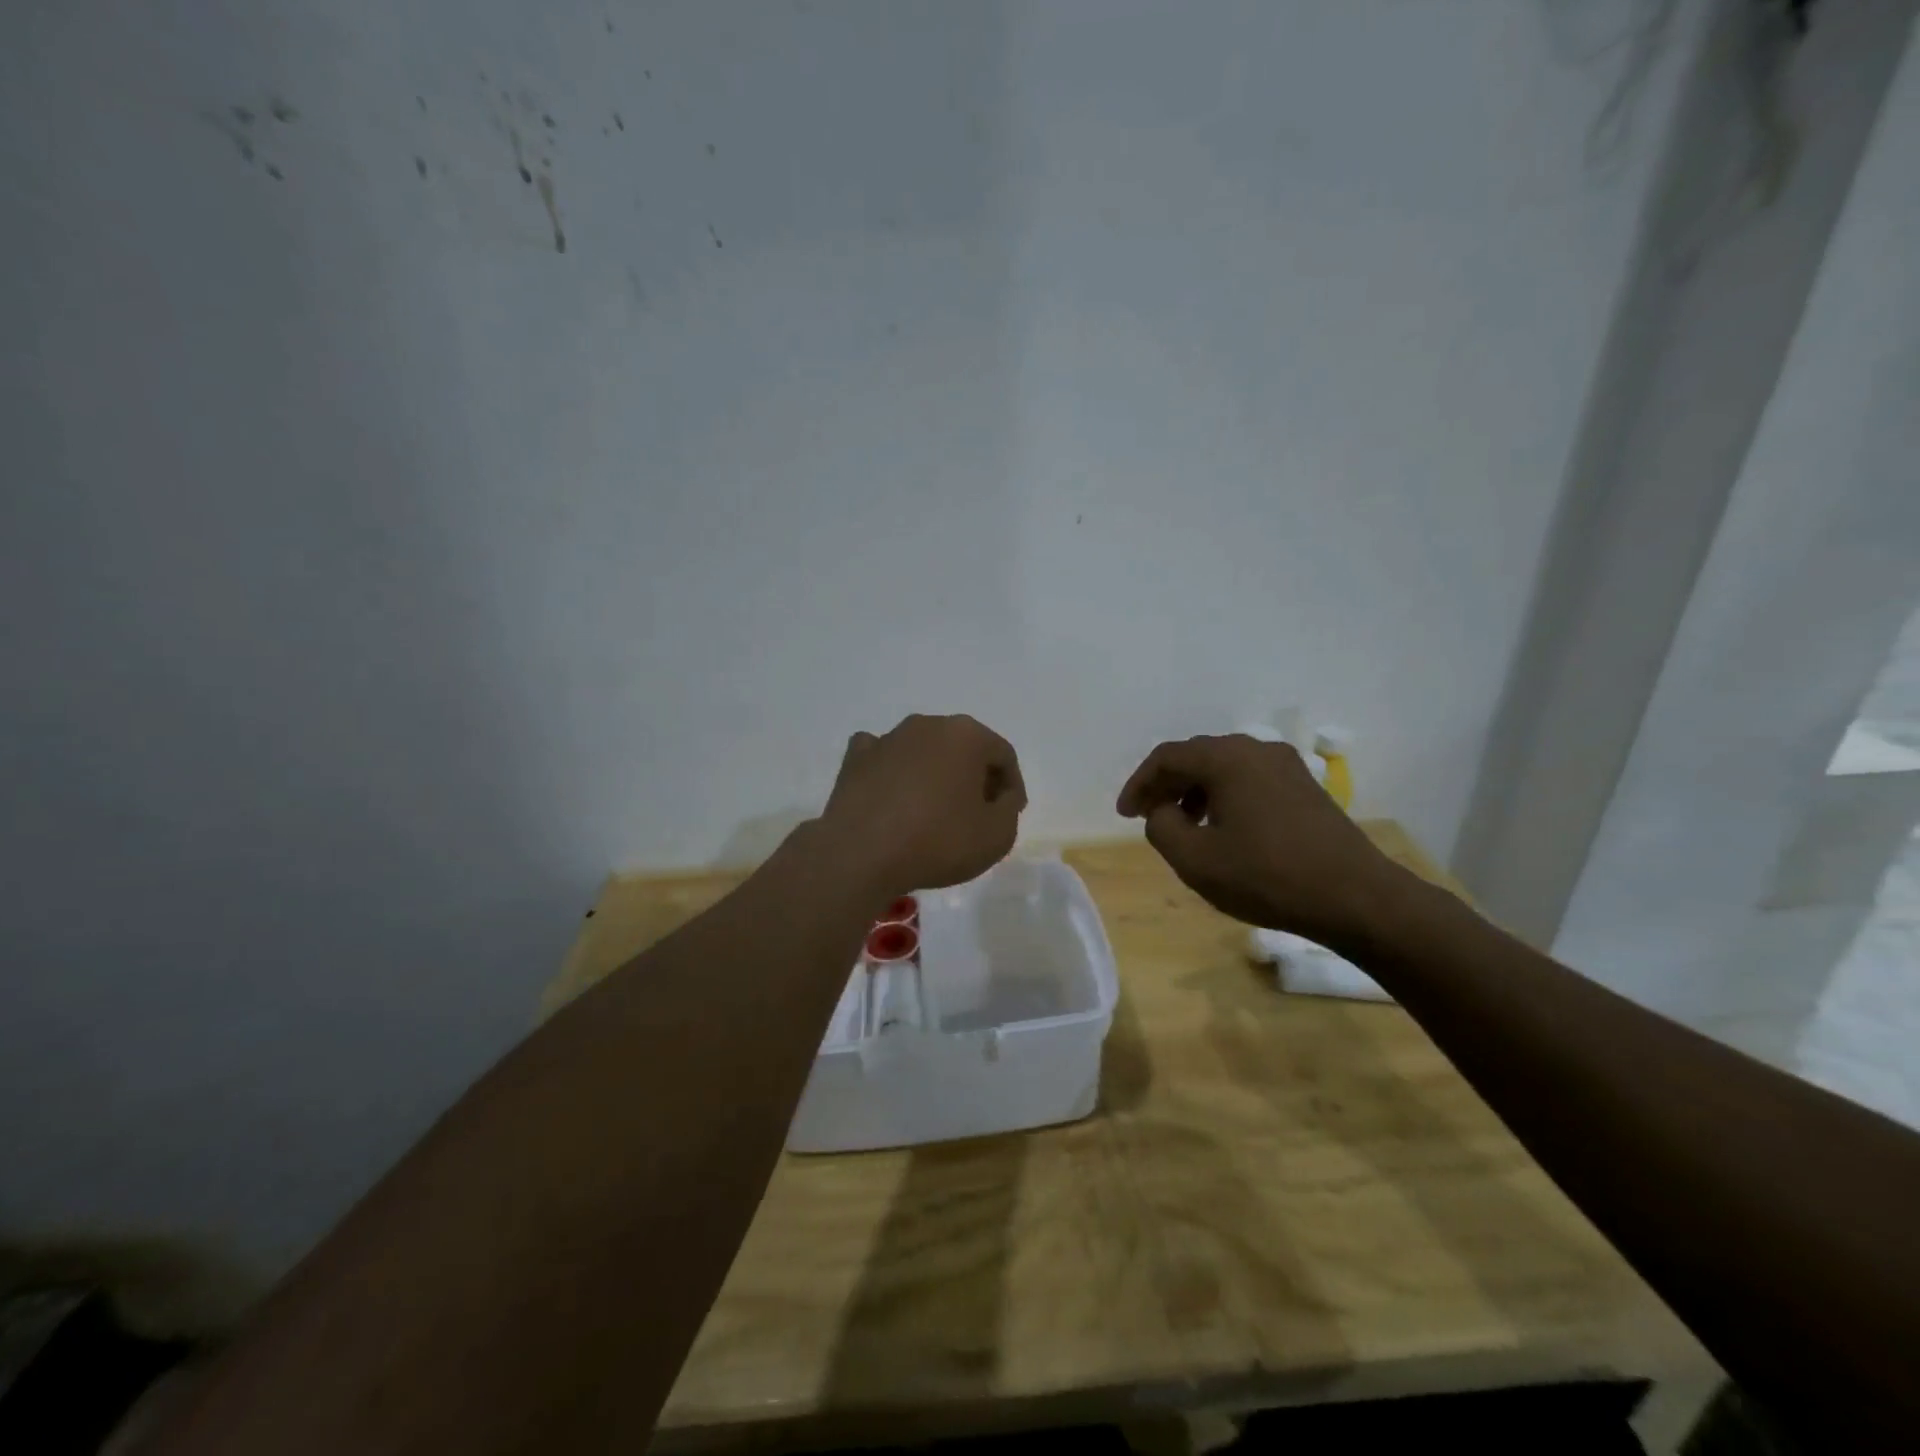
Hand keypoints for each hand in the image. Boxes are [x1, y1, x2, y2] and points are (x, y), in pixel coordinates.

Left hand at [819, 714, 1026, 896]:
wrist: (861, 854)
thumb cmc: (938, 841)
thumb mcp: (997, 835)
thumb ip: (1008, 809)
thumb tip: (999, 796)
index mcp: (966, 735)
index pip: (1003, 755)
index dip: (1012, 786)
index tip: (1009, 814)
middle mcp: (927, 725)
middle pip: (963, 748)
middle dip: (974, 777)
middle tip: (976, 813)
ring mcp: (887, 738)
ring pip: (923, 752)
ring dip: (935, 775)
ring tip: (934, 812)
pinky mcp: (855, 758)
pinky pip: (884, 759)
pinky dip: (894, 774)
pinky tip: (894, 798)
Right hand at [1116, 734, 1405, 947]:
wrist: (1355, 897)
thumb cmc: (1266, 876)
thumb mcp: (1194, 859)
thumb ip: (1161, 826)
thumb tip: (1163, 810)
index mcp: (1226, 758)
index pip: (1167, 757)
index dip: (1139, 784)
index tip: (1125, 815)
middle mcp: (1255, 749)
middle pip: (1196, 757)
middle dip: (1166, 786)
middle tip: (1148, 817)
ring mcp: (1286, 766)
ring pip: (1224, 768)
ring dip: (1195, 792)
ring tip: (1184, 827)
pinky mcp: (1305, 787)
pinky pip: (1250, 780)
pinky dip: (1225, 797)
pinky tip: (1224, 830)